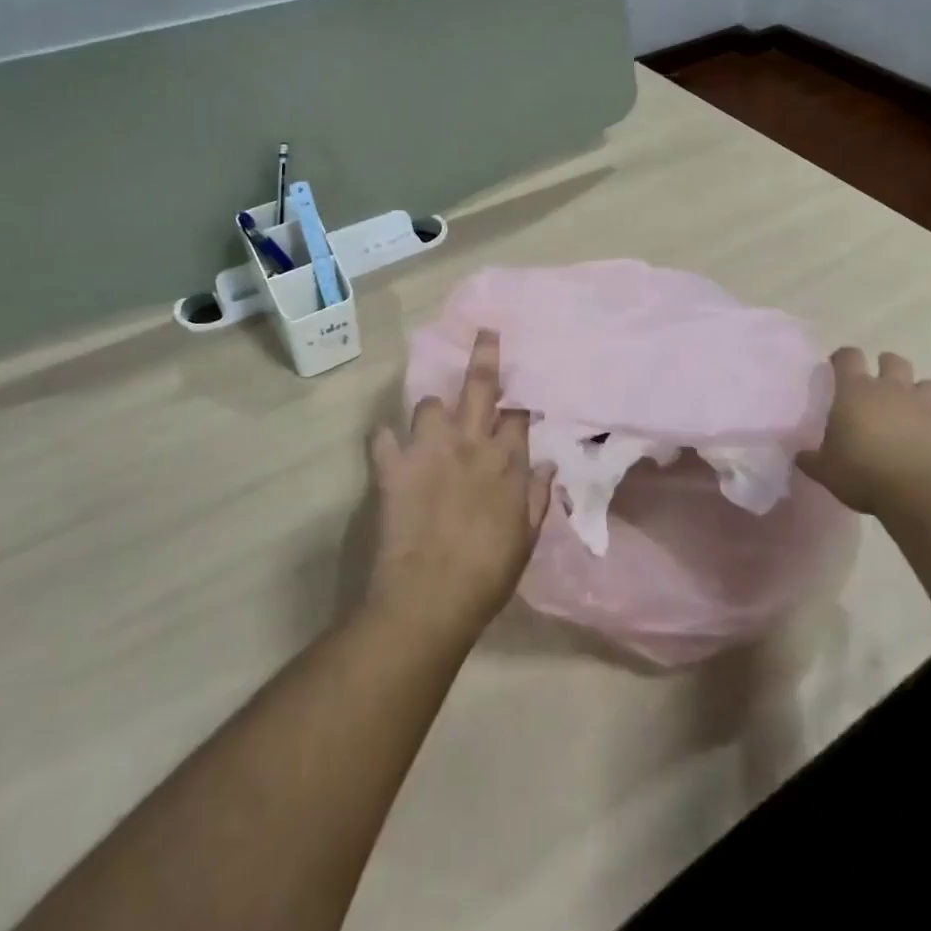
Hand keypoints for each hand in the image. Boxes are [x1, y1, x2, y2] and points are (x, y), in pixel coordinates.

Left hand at [366, 330, 552, 645]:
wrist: (429, 598)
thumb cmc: (487, 575)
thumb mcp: (525, 540)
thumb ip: (538, 498)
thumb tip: (547, 465)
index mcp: (506, 464)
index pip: (517, 416)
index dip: (519, 401)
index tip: (519, 392)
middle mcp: (470, 445)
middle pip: (480, 387)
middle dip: (485, 356)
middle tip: (486, 332)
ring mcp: (429, 451)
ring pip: (429, 405)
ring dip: (432, 411)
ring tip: (432, 424)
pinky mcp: (394, 466)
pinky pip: (383, 438)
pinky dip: (386, 441)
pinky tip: (388, 447)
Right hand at [799, 349, 930, 514]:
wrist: (923, 492)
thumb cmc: (863, 473)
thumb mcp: (826, 470)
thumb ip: (813, 459)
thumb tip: (800, 456)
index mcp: (856, 391)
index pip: (848, 357)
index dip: (843, 358)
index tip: (838, 366)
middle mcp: (893, 389)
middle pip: (893, 361)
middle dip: (887, 367)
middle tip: (880, 386)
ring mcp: (930, 406)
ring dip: (923, 394)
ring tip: (916, 412)